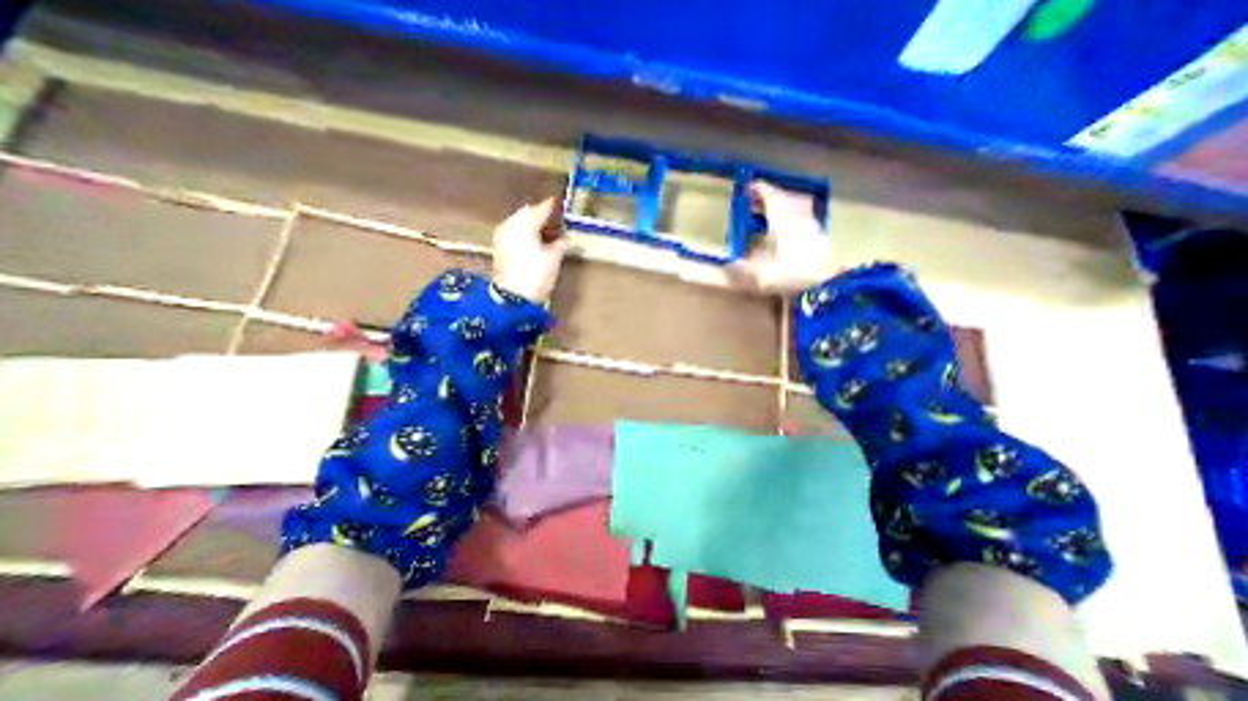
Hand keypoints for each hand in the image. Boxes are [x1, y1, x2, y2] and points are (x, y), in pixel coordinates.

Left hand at [491, 198, 568, 302]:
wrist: (513, 297)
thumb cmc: (536, 275)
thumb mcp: (554, 259)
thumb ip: (561, 244)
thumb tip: (565, 238)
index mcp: (525, 224)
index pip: (542, 208)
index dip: (553, 206)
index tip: (562, 205)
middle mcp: (510, 224)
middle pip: (528, 213)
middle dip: (541, 215)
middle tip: (556, 220)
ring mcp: (502, 235)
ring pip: (520, 222)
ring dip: (532, 224)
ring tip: (547, 232)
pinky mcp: (499, 247)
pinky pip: (514, 232)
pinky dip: (525, 233)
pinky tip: (535, 241)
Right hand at [727, 181, 830, 291]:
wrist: (831, 284)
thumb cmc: (795, 274)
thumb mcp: (763, 275)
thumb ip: (743, 271)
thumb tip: (725, 267)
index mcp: (783, 220)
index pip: (771, 196)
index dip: (759, 189)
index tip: (748, 186)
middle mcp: (798, 219)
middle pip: (784, 200)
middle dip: (767, 199)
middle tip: (752, 202)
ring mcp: (811, 227)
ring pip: (793, 210)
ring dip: (780, 210)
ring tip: (765, 218)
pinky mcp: (819, 239)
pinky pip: (800, 223)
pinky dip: (789, 223)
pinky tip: (782, 236)